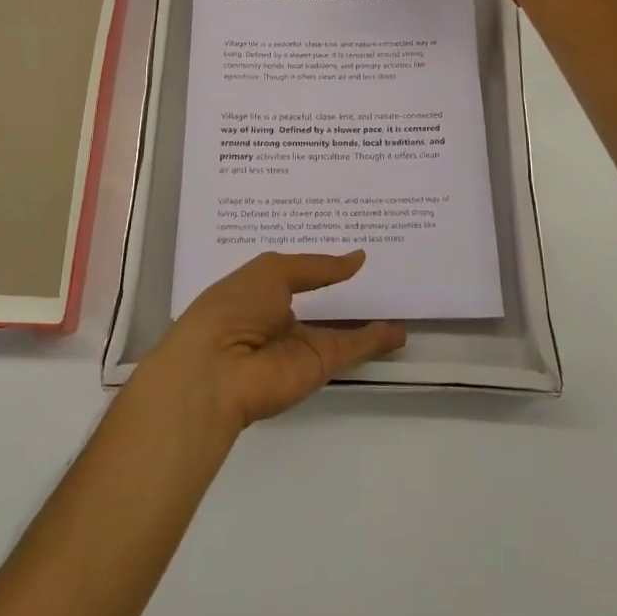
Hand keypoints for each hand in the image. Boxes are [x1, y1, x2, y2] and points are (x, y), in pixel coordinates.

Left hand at [138, 252, 406, 434]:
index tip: (346, 246)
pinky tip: (398, 331)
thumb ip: (318, 267)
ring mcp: (300, 344)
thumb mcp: (273, 271)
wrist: (218, 369)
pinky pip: (352, 348)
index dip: (318, 262)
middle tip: (380, 269)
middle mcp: (280, 317)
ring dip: (365, 319)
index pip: (295, 273)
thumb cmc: (234, 306)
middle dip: (343, 289)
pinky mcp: (319, 366)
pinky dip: (375, 340)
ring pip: (340, 329)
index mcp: (260, 290)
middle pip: (319, 302)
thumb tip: (357, 258)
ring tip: (398, 300)